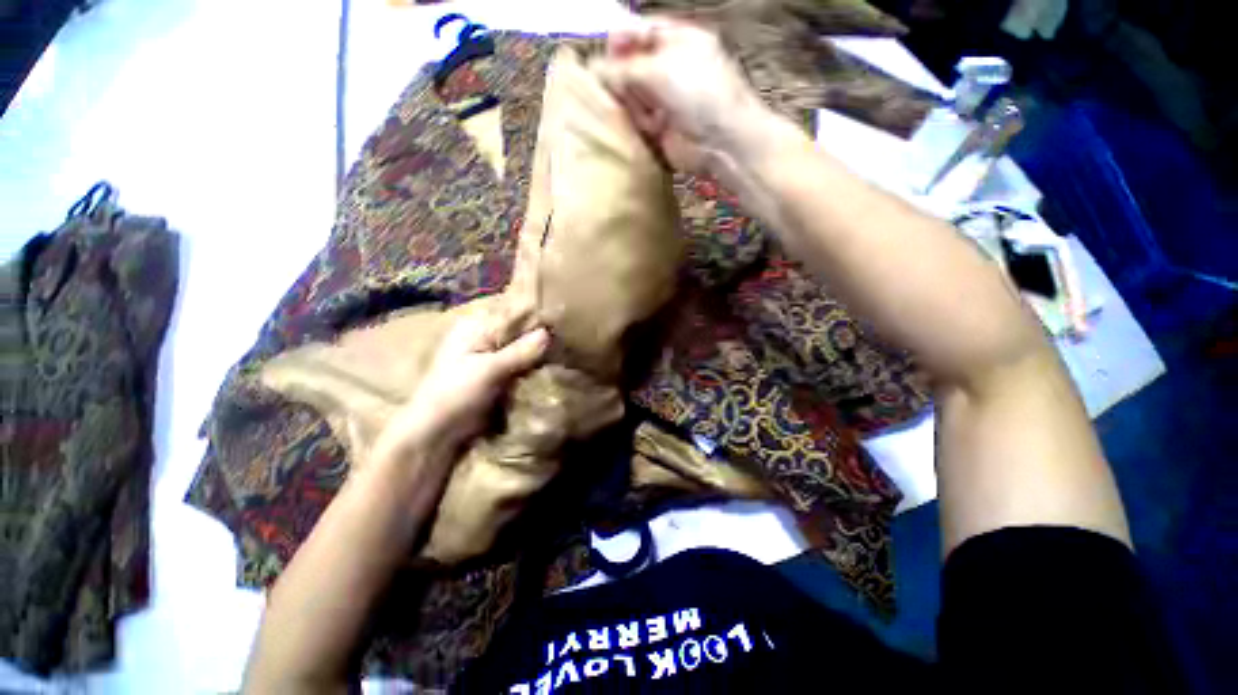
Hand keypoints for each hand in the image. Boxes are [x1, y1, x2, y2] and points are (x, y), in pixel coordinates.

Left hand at [372, 306, 549, 465]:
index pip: (512, 314)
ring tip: (562, 357)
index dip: (536, 318)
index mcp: (476, 328)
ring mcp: (493, 358)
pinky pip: (522, 367)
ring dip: (539, 356)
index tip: (560, 324)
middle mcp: (485, 338)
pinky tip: (550, 371)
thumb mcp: (488, 370)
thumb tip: (548, 333)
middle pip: (520, 332)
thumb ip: (519, 352)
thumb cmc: (455, 394)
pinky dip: (533, 369)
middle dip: (540, 338)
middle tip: (564, 344)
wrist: (437, 433)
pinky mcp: (499, 376)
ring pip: (523, 350)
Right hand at [598, 19, 766, 172]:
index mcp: (678, 40)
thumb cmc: (700, 94)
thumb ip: (625, 67)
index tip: (606, 52)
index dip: (621, 39)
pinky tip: (647, 125)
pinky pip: (637, 121)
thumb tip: (596, 68)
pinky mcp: (661, 128)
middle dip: (622, 75)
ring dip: (631, 102)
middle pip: (632, 65)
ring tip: (643, 111)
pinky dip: (636, 123)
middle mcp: (671, 68)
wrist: (720, 141)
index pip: (641, 31)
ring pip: (632, 95)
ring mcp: (665, 99)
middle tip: (619, 86)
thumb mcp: (660, 69)